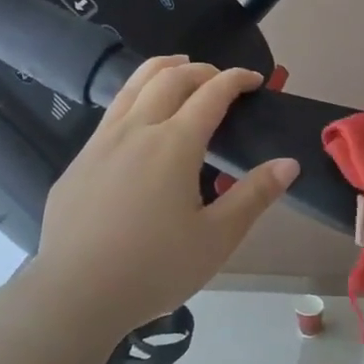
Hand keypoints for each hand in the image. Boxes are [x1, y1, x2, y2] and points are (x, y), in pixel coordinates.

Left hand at [29, 56, 299, 337]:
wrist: (75, 294)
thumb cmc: (154, 269)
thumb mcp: (216, 239)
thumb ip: (253, 196)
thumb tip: (288, 163)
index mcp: (174, 145)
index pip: (211, 94)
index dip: (236, 79)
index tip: (254, 79)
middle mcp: (136, 130)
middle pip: (170, 78)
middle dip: (201, 69)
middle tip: (221, 78)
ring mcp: (100, 143)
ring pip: (132, 85)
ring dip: (162, 70)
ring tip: (179, 69)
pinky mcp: (78, 162)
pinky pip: (111, 113)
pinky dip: (135, 97)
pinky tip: (140, 121)